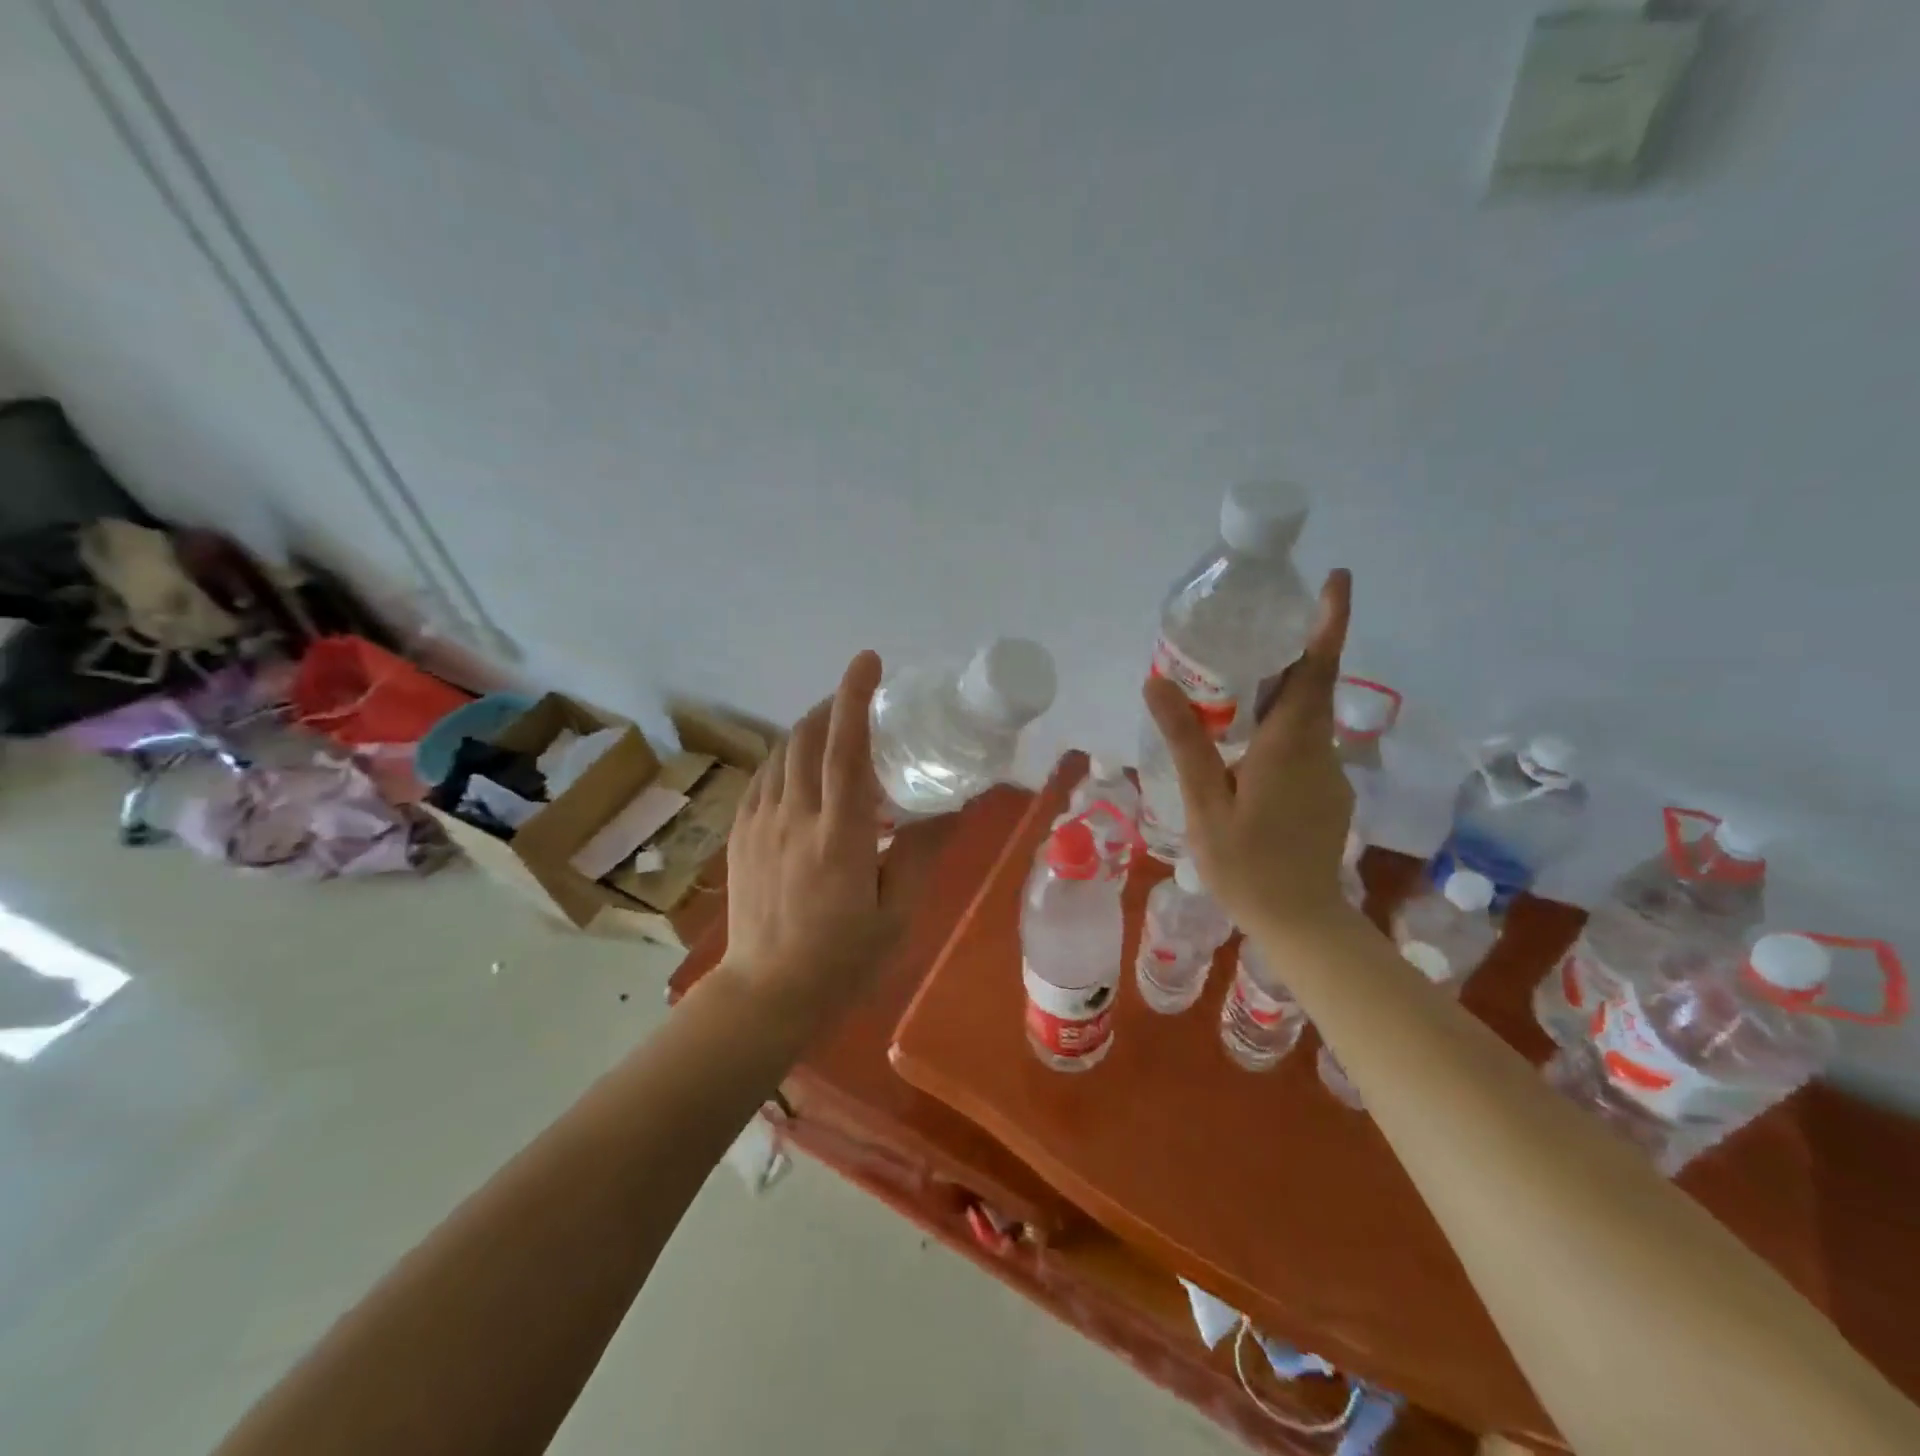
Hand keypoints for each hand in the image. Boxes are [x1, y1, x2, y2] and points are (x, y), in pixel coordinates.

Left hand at [719, 651, 931, 1023]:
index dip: (854, 698)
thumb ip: (921, 852)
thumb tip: (952, 806)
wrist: (766, 993)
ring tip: (833, 729)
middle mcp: (794, 818)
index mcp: (839, 836)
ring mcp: (759, 824)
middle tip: (859, 699)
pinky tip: (800, 769)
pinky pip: (762, 778)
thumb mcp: (896, 912)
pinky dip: (785, 758)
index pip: (845, 750)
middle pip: (806, 738)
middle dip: (831, 705)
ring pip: (781, 754)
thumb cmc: (842, 958)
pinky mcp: (740, 836)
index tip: (867, 662)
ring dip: (807, 729)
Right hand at [1143, 568, 1358, 939]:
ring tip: (1235, 681)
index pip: (1317, 669)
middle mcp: (1319, 750)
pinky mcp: (1328, 793)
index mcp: (1291, 744)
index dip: (1330, 621)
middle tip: (1252, 624)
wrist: (1301, 922)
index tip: (1337, 577)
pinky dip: (1281, 725)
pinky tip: (1245, 743)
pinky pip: (1305, 743)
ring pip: (1307, 717)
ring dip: (1280, 690)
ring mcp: (1329, 773)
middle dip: (1291, 648)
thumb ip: (1187, 740)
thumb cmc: (1247, 864)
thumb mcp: (1206, 802)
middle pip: (1311, 685)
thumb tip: (1157, 681)